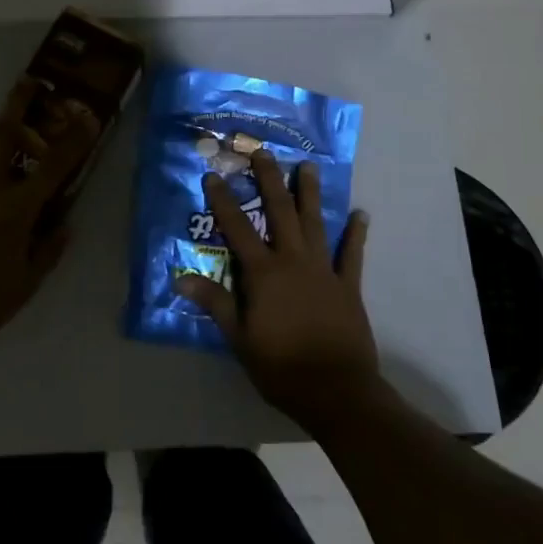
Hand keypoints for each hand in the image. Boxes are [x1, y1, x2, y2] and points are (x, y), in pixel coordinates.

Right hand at [176, 149, 379, 431]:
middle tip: (264, 152)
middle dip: (270, 180)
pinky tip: (361, 214)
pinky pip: (352, 254)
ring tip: (308, 167)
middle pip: (279, 212)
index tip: (214, 175)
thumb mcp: (239, 338)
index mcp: (263, 273)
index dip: (223, 201)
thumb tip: (181, 277)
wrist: (336, 391)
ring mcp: (323, 270)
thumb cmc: (281, 367)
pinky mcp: (348, 286)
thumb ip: (215, 303)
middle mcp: (293, 260)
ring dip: (310, 194)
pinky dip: (356, 234)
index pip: (237, 229)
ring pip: (315, 223)